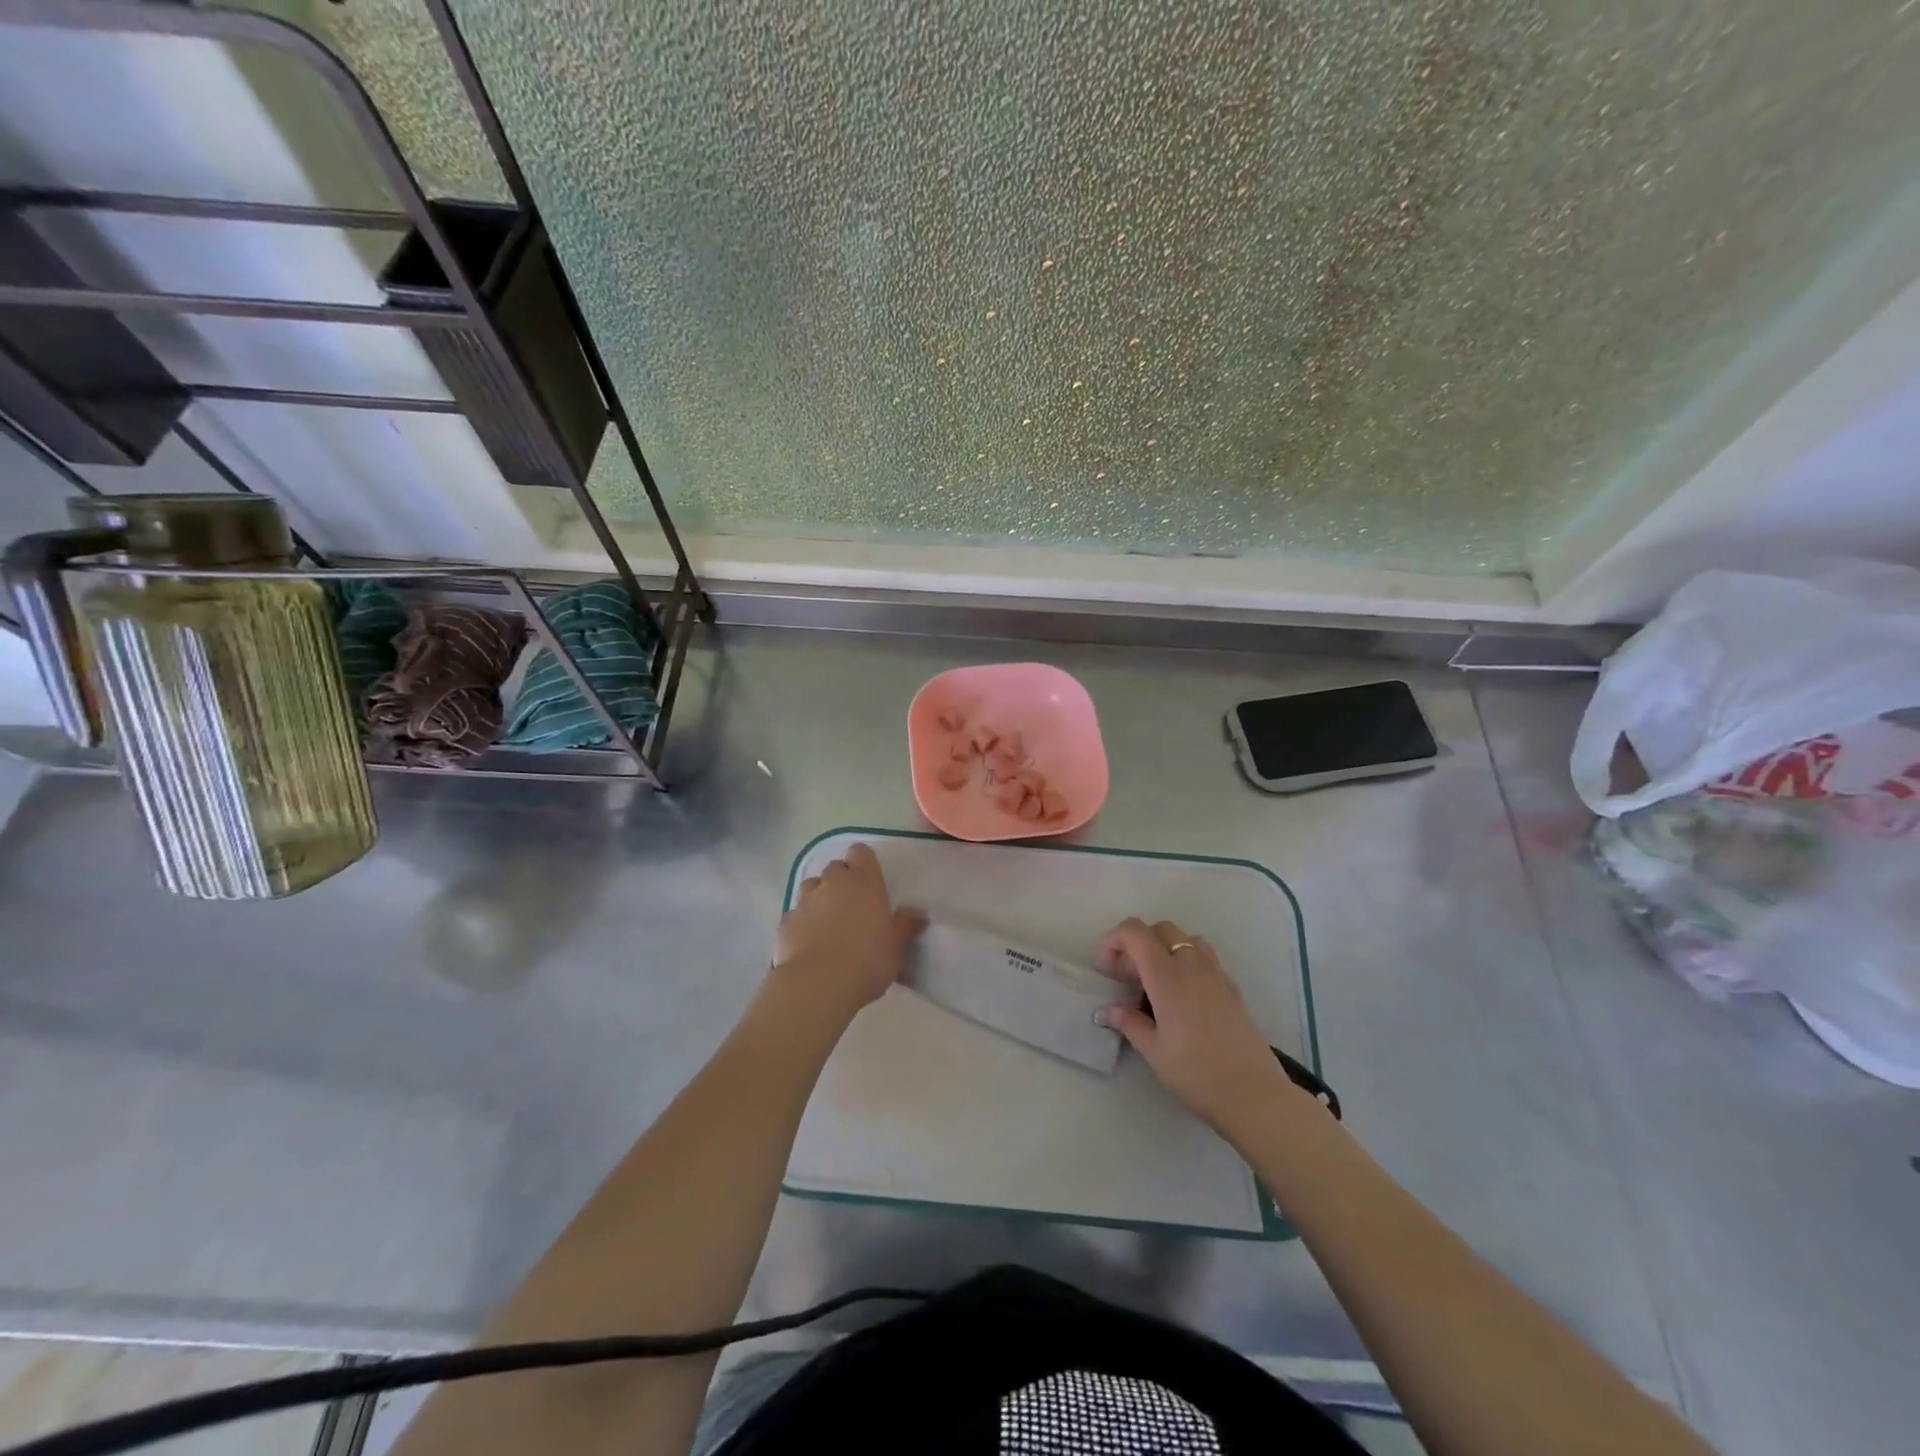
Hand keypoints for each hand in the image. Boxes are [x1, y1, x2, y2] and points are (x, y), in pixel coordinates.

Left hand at [773, 843, 926, 1021]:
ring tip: (828, 922)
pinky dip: (802, 922)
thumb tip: (917, 913)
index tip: (870, 880)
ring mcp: (805, 901)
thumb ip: (906, 925)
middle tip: (852, 906)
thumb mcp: (897, 946)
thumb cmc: (867, 960)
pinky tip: (808, 943)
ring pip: (811, 887)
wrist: (818, 984)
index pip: (861, 852)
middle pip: (835, 868)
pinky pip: (795, 914)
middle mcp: (833, 883)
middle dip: (841, 881)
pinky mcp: (785, 923)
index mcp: (864, 882)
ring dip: (819, 897)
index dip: (864, 862)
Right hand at [1100, 918, 1299, 1142]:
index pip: (1136, 932)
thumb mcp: (1154, 1052)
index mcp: (1167, 976)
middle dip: (1138, 943)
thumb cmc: (1197, 1074)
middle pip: (1161, 929)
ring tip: (1157, 982)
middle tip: (1130, 978)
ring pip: (1186, 938)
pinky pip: (1205, 956)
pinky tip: (1184, 996)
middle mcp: (1192, 965)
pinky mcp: (1232, 987)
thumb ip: (1129, 1023)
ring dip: (1166, 948)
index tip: (1107, 968)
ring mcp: (1216, 974)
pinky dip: (1187, 961)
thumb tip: (1109, 1010)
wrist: (1254, 1095)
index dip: (1115, 939)